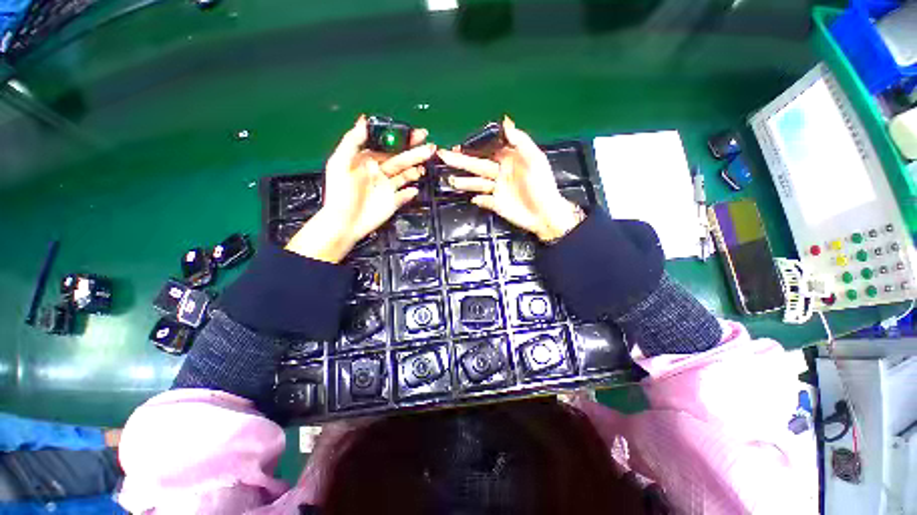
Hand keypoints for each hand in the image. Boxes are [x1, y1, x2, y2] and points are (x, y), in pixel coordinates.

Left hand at [287, 116, 435, 262]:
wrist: (344, 224)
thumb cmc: (339, 194)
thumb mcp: (339, 164)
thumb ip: (352, 141)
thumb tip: (363, 120)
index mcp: (367, 161)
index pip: (388, 147)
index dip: (401, 140)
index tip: (416, 134)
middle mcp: (379, 173)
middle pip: (401, 160)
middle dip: (415, 153)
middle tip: (430, 147)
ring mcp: (387, 188)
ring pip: (405, 175)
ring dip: (416, 169)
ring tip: (426, 165)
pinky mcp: (393, 202)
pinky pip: (405, 195)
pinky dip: (411, 192)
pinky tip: (414, 190)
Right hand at [437, 117, 581, 242]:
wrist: (545, 214)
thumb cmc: (541, 185)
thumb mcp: (534, 159)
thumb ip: (520, 141)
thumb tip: (505, 120)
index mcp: (509, 160)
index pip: (487, 151)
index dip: (473, 147)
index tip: (457, 146)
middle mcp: (500, 173)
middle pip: (477, 166)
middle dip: (460, 162)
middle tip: (443, 156)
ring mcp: (497, 190)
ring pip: (477, 183)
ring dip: (464, 182)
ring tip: (450, 180)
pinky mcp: (496, 205)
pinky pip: (484, 201)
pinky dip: (478, 200)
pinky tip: (472, 199)